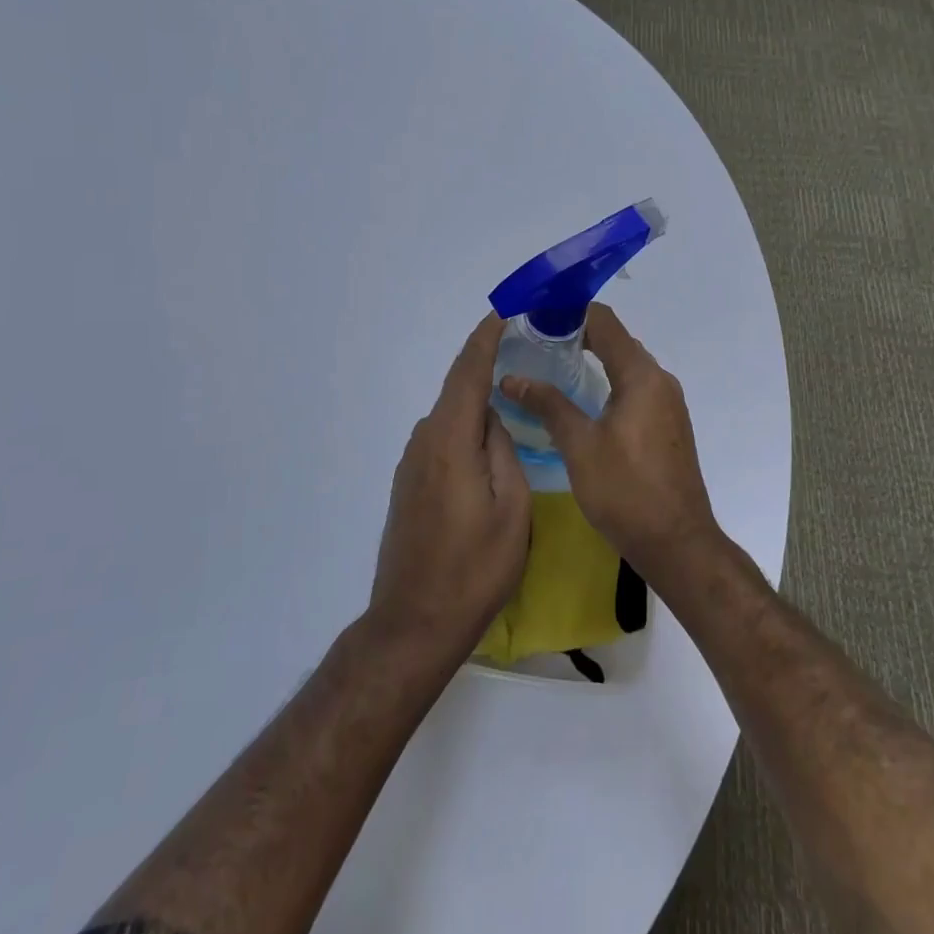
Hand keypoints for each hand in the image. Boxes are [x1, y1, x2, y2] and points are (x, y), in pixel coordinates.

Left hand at [366, 313, 530, 665]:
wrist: (414, 623)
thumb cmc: (474, 569)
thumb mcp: (512, 509)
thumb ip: (504, 451)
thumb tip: (493, 420)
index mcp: (449, 440)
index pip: (467, 372)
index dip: (485, 337)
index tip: (505, 310)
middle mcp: (424, 441)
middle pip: (458, 390)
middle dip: (487, 365)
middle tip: (525, 352)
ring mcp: (411, 464)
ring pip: (451, 418)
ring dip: (478, 402)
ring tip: (516, 399)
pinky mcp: (409, 485)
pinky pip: (443, 440)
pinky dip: (466, 429)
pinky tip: (488, 444)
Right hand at [500, 303, 720, 586]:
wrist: (678, 544)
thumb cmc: (626, 491)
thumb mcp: (580, 446)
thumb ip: (548, 405)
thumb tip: (512, 378)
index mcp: (641, 376)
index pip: (604, 322)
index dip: (569, 312)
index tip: (535, 316)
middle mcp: (659, 380)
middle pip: (615, 340)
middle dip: (576, 335)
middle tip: (534, 342)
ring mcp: (667, 404)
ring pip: (625, 366)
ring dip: (592, 359)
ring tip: (550, 366)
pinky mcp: (667, 425)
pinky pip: (634, 388)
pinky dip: (607, 382)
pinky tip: (580, 400)